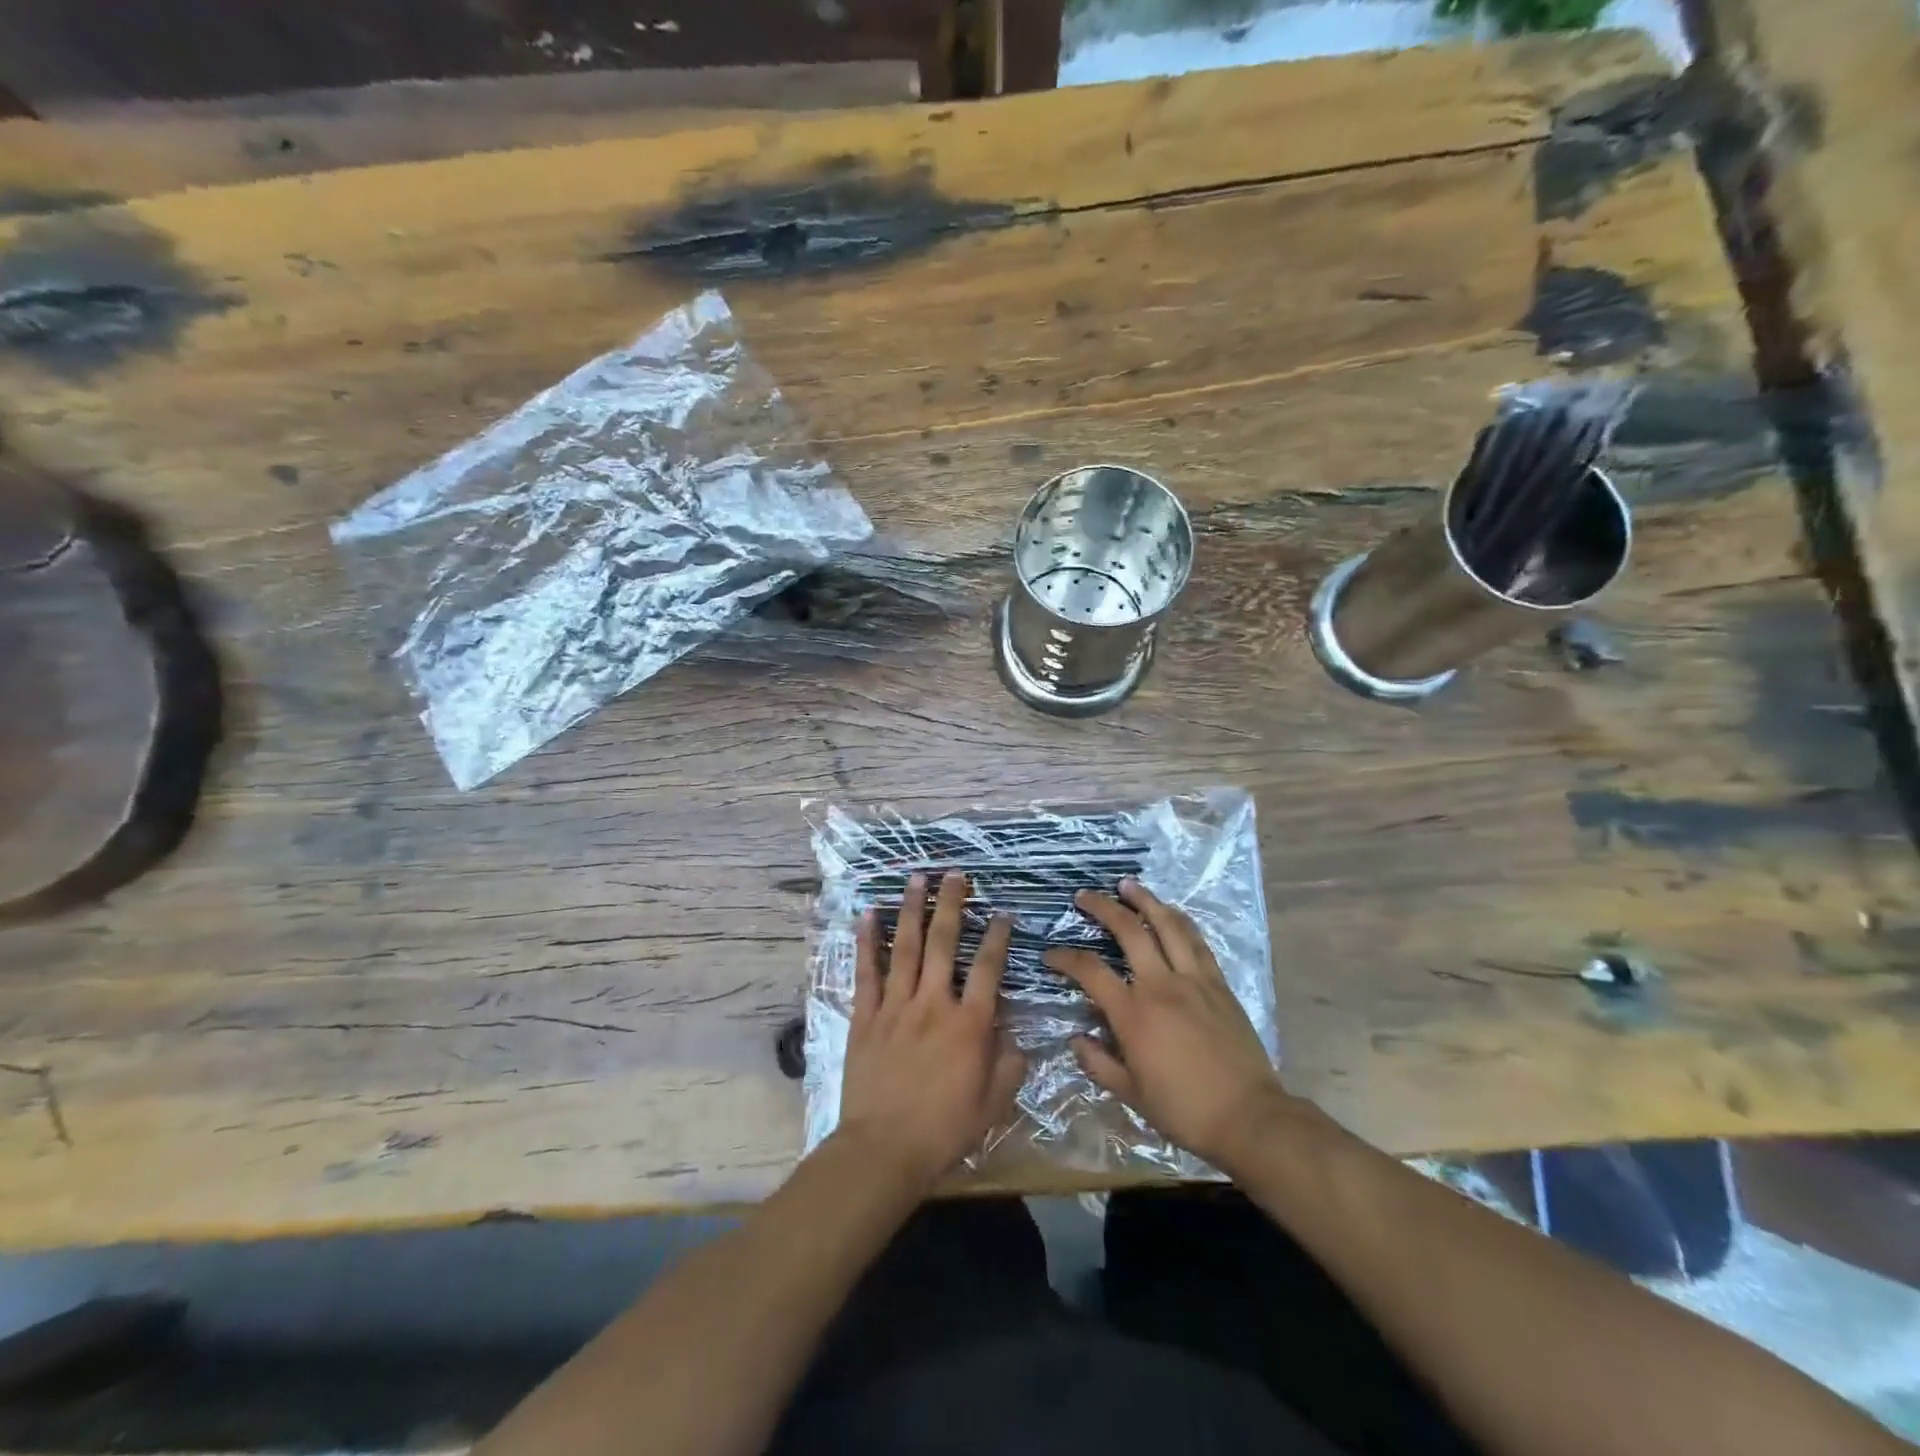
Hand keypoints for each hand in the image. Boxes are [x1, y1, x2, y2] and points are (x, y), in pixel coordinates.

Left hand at [836, 873, 1026, 1191]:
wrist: (884, 1149)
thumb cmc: (945, 1129)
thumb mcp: (994, 1103)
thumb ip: (1010, 1064)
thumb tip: (1016, 1035)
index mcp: (969, 1023)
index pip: (987, 967)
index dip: (997, 937)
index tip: (1002, 914)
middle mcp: (933, 1003)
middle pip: (943, 942)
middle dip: (951, 904)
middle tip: (954, 875)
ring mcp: (896, 1006)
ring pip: (904, 946)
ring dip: (911, 909)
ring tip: (916, 878)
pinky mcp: (866, 1016)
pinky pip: (867, 971)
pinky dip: (867, 941)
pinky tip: (868, 914)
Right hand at [1043, 879, 1291, 1171]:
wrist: (1249, 1117)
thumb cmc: (1184, 1110)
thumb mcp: (1130, 1095)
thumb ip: (1098, 1063)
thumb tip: (1076, 1039)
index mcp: (1134, 1014)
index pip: (1090, 971)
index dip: (1066, 958)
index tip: (1050, 955)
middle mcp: (1161, 985)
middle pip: (1128, 930)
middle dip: (1102, 907)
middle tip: (1085, 896)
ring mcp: (1194, 980)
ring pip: (1167, 925)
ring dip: (1145, 900)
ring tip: (1128, 885)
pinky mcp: (1218, 984)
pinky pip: (1197, 942)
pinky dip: (1180, 921)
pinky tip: (1171, 912)